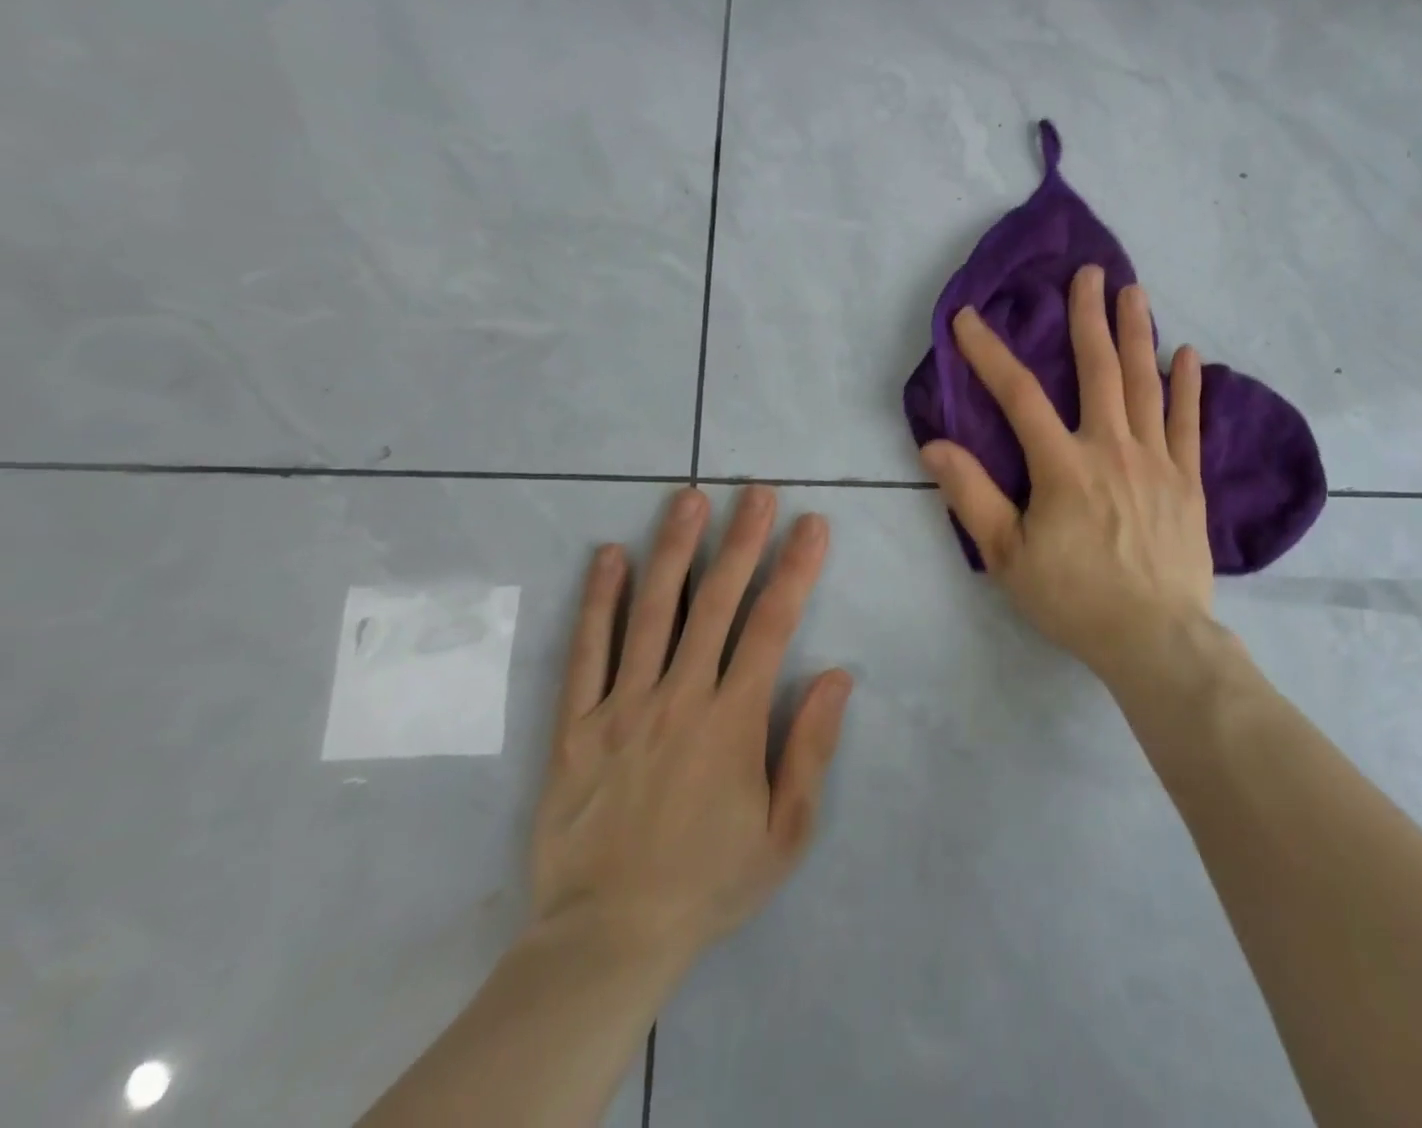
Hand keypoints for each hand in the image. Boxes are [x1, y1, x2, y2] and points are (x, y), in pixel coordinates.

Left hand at [527, 486, 852, 981]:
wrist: (605, 939)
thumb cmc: (708, 881)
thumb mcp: (786, 832)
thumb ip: (811, 749)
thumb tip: (838, 676)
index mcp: (732, 720)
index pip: (772, 625)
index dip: (796, 569)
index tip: (811, 525)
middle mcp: (679, 697)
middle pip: (716, 603)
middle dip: (741, 541)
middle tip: (756, 491)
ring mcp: (621, 707)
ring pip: (651, 612)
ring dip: (674, 550)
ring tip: (687, 499)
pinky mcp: (575, 726)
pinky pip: (586, 652)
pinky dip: (598, 601)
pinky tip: (609, 556)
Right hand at [918, 264, 1214, 681]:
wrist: (1155, 639)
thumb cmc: (1074, 599)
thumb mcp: (1007, 557)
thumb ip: (971, 496)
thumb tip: (935, 445)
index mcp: (1063, 466)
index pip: (1018, 396)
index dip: (990, 354)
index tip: (969, 319)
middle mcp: (1112, 448)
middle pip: (1099, 370)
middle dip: (1088, 318)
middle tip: (1088, 273)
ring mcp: (1156, 461)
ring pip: (1145, 385)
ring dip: (1137, 334)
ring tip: (1135, 292)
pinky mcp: (1188, 481)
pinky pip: (1189, 424)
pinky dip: (1188, 387)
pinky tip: (1188, 354)